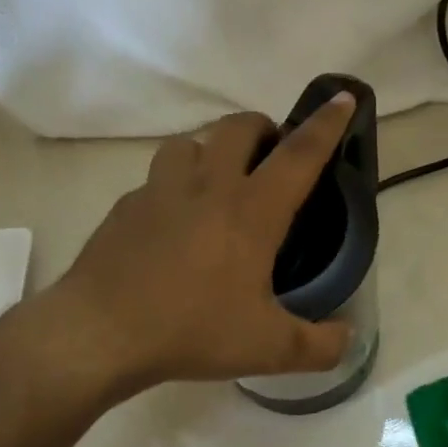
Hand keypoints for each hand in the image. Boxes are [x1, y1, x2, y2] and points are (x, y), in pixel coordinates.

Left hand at [47, 95, 356, 393]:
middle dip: (262, 127)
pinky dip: (172, 188)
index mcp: (251, 211)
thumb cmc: (192, 330)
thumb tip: (349, 339)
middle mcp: (208, 187)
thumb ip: (319, 346)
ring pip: (190, 143)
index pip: (299, 155)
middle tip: (270, 155)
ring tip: (217, 181)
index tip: (341, 98)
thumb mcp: (268, 349)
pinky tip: (171, 224)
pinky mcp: (125, 207)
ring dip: (211, 150)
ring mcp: (160, 192)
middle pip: (238, 127)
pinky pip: (155, 180)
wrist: (98, 334)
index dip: (326, 125)